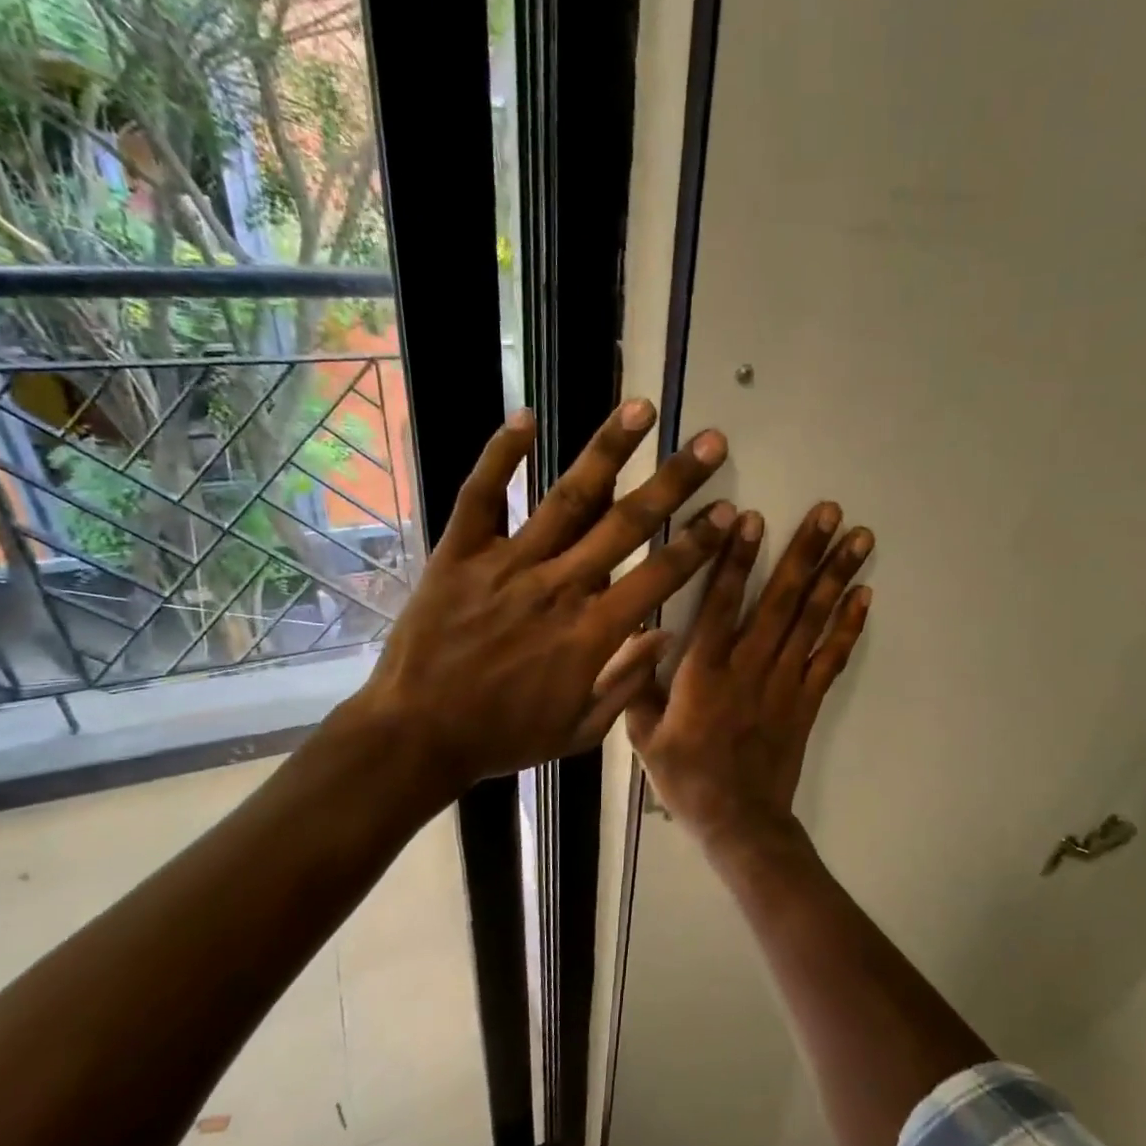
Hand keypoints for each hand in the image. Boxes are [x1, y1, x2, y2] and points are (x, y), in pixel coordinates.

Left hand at [342, 400, 733, 796]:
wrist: (416, 736)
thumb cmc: (503, 737)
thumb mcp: (579, 731)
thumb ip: (627, 683)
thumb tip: (667, 635)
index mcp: (592, 632)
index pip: (660, 575)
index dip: (699, 542)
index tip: (728, 510)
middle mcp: (558, 586)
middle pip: (626, 523)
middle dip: (675, 480)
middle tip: (710, 441)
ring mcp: (507, 564)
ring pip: (567, 498)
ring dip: (608, 450)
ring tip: (641, 408)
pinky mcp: (459, 554)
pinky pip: (483, 496)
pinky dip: (502, 456)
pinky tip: (527, 417)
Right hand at [627, 502, 872, 847]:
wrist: (739, 822)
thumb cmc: (687, 779)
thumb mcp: (642, 737)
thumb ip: (636, 685)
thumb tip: (638, 636)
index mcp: (703, 672)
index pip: (723, 603)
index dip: (737, 558)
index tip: (753, 517)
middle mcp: (749, 667)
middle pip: (781, 600)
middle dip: (806, 551)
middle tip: (830, 511)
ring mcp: (785, 683)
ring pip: (813, 620)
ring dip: (837, 575)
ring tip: (858, 537)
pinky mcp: (808, 701)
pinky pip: (832, 658)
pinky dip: (849, 625)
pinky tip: (864, 594)